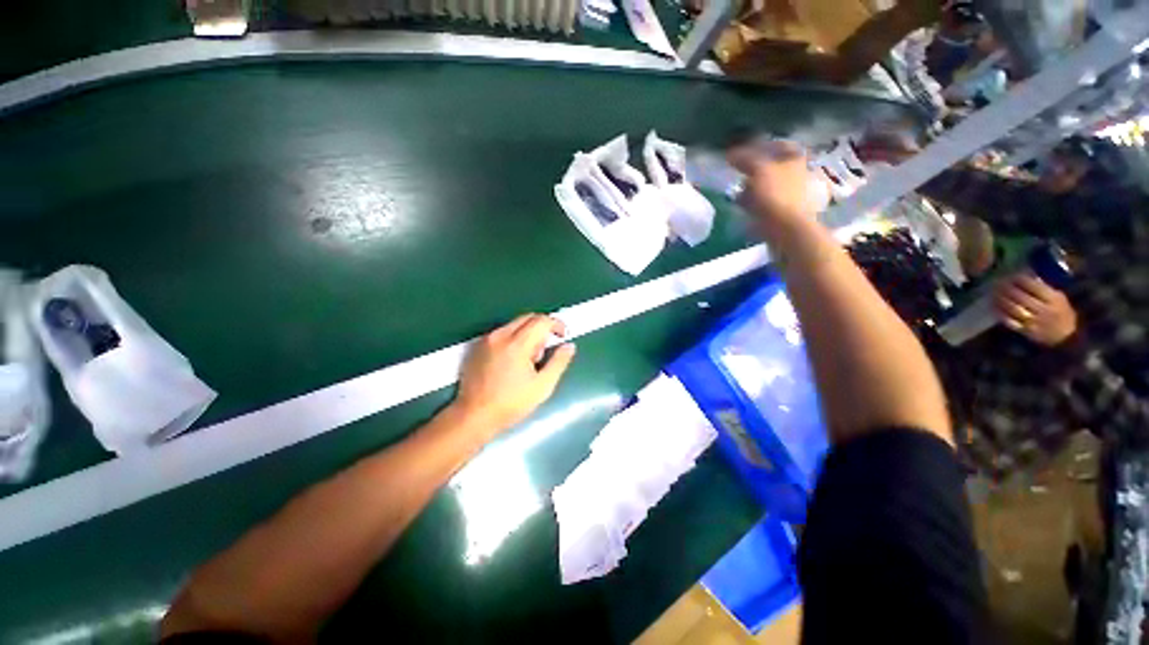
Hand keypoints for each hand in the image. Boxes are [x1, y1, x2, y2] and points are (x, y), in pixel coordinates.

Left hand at [452, 314, 576, 436]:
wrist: (474, 415)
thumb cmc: (511, 403)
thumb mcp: (542, 386)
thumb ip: (559, 362)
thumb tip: (569, 346)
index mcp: (517, 344)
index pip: (541, 320)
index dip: (557, 324)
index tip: (562, 336)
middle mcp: (500, 335)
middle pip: (528, 317)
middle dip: (542, 328)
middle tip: (545, 350)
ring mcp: (487, 339)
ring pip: (515, 324)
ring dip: (528, 333)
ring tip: (529, 359)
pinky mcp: (478, 345)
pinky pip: (502, 332)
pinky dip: (514, 337)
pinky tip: (512, 360)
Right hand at [728, 141, 819, 225]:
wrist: (786, 229)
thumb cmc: (775, 195)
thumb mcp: (759, 170)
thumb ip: (745, 158)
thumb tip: (731, 153)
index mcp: (795, 159)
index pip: (779, 145)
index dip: (760, 146)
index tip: (742, 153)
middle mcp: (797, 174)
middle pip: (773, 166)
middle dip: (754, 170)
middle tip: (737, 173)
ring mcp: (791, 194)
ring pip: (768, 185)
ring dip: (752, 188)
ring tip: (737, 193)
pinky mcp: (784, 212)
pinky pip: (765, 202)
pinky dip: (754, 203)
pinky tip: (744, 207)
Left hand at [993, 272, 1077, 345]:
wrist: (1067, 337)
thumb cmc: (1062, 313)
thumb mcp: (1059, 298)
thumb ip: (1044, 288)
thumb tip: (1025, 275)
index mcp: (1054, 299)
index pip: (1034, 286)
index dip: (1019, 279)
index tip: (1009, 275)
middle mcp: (1044, 310)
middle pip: (1021, 297)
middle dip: (1006, 288)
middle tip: (996, 283)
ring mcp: (1035, 322)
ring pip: (1014, 309)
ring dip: (1000, 300)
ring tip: (992, 293)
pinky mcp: (1027, 332)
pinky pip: (1010, 322)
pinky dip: (1000, 313)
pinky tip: (994, 307)